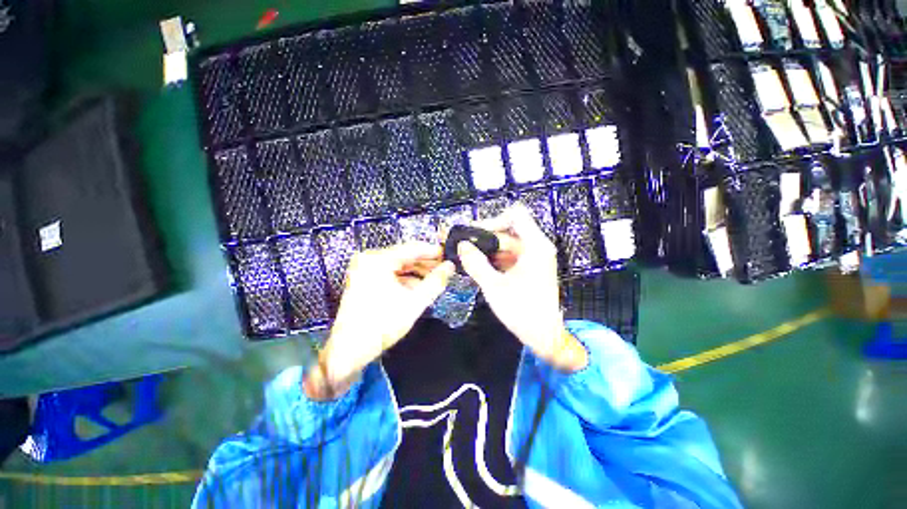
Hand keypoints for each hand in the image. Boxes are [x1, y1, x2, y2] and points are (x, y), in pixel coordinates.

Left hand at [305, 243, 454, 399]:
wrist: (349, 350)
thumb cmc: (381, 325)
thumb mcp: (414, 302)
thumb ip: (435, 282)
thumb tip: (450, 267)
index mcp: (378, 261)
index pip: (412, 248)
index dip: (433, 252)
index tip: (448, 255)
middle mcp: (369, 260)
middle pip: (405, 256)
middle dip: (425, 264)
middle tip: (444, 269)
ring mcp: (364, 269)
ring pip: (398, 265)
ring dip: (416, 272)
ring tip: (434, 279)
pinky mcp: (364, 280)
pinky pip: (390, 273)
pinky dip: (404, 279)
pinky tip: (418, 287)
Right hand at [458, 206, 587, 372]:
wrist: (544, 335)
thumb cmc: (522, 311)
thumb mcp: (494, 287)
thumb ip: (476, 263)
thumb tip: (462, 245)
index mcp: (535, 246)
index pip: (516, 214)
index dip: (494, 220)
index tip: (476, 235)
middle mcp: (537, 246)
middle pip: (508, 230)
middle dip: (485, 237)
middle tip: (463, 246)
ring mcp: (533, 256)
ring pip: (506, 243)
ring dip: (487, 249)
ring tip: (467, 257)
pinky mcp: (529, 266)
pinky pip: (509, 254)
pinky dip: (494, 258)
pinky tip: (479, 266)